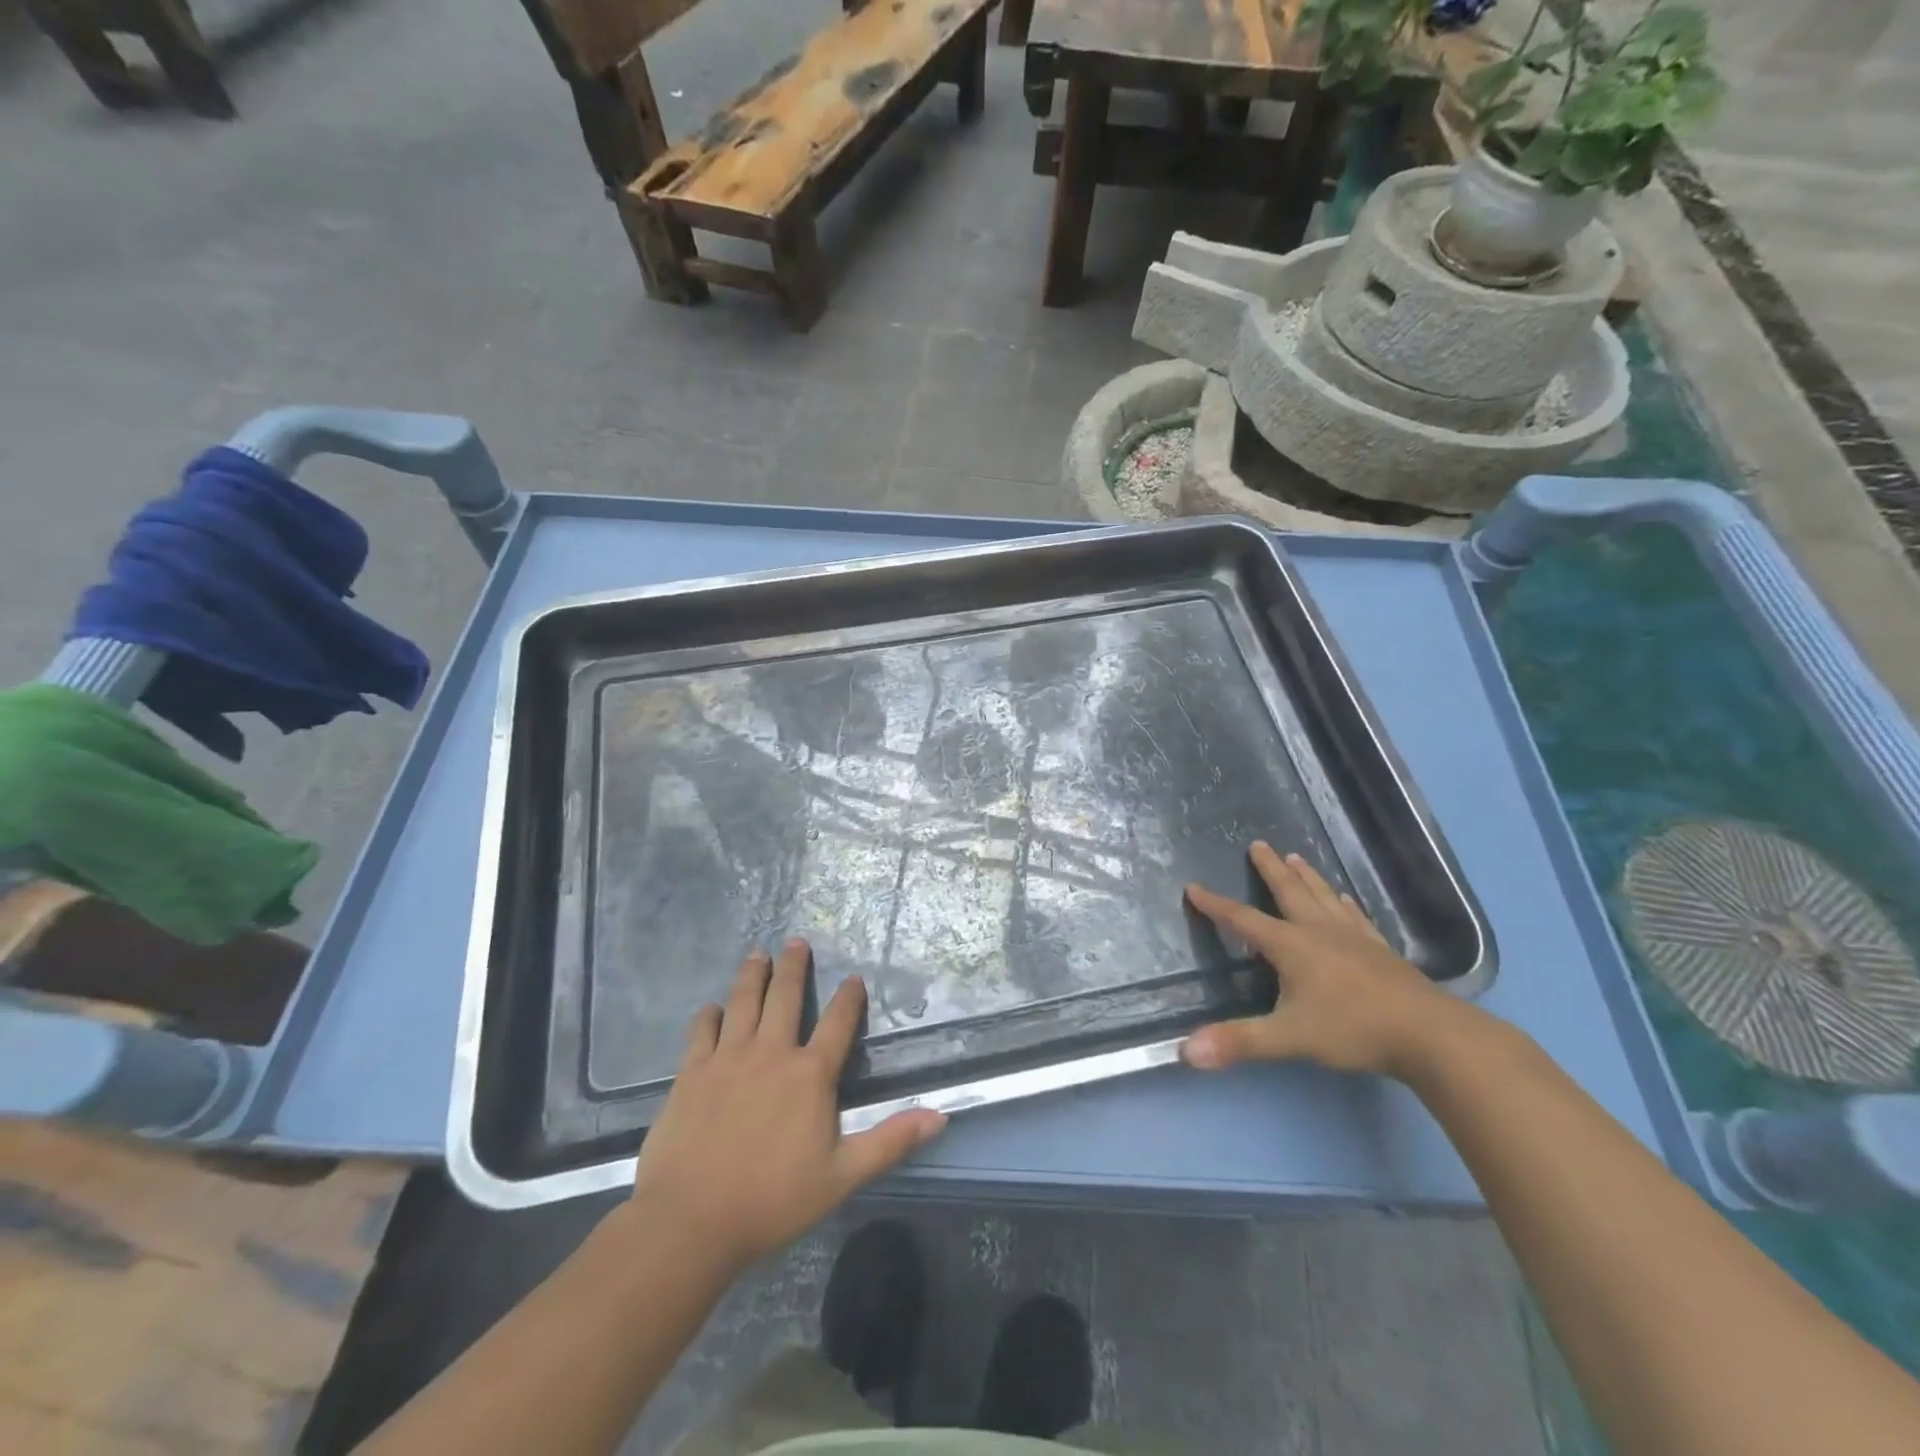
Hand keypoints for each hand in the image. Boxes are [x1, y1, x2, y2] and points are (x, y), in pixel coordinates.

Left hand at [628, 940, 946, 1274]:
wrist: (691, 1220)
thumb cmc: (773, 1199)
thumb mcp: (842, 1176)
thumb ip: (890, 1141)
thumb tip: (941, 1115)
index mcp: (810, 1074)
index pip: (838, 1023)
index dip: (849, 998)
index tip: (854, 978)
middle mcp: (771, 1053)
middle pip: (785, 997)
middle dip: (794, 966)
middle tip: (796, 941)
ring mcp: (728, 1058)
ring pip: (743, 1002)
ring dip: (752, 975)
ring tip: (758, 954)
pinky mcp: (692, 1072)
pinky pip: (702, 1031)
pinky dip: (708, 1015)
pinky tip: (711, 1008)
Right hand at [1182, 841, 1467, 1080]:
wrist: (1430, 1035)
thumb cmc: (1353, 1029)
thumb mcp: (1289, 1038)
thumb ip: (1239, 1041)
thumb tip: (1188, 1052)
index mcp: (1291, 946)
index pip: (1243, 920)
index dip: (1215, 905)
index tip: (1193, 887)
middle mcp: (1319, 932)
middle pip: (1289, 892)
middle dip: (1270, 869)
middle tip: (1257, 844)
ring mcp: (1354, 938)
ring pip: (1323, 897)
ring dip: (1307, 877)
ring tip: (1296, 857)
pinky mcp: (1380, 951)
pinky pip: (1355, 917)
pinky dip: (1344, 904)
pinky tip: (1345, 899)